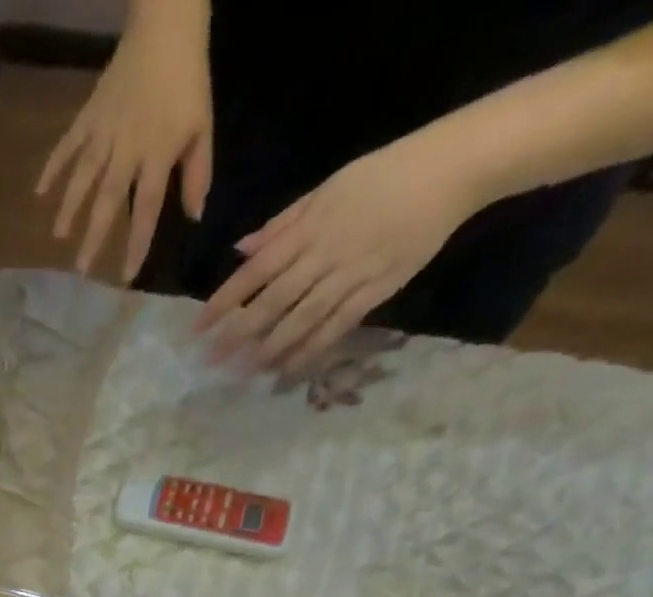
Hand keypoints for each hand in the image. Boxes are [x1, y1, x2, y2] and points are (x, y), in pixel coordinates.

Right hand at [37, 0, 213, 281]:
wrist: (166, 26)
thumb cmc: (188, 81)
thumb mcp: (203, 127)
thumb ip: (197, 174)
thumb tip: (193, 217)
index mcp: (157, 154)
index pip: (147, 208)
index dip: (136, 244)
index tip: (124, 276)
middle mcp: (127, 149)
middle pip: (108, 201)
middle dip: (94, 237)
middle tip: (80, 270)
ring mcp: (104, 133)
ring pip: (83, 177)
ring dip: (69, 208)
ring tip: (57, 237)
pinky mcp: (89, 116)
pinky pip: (67, 145)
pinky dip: (52, 167)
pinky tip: (38, 192)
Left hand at [194, 135, 484, 375]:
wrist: (453, 168)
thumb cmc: (385, 174)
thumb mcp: (328, 189)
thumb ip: (282, 224)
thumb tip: (241, 251)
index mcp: (309, 227)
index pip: (255, 271)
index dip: (224, 302)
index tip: (198, 328)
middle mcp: (325, 254)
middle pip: (272, 302)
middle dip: (237, 335)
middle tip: (211, 362)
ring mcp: (352, 274)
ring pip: (301, 320)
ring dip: (269, 350)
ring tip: (243, 372)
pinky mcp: (378, 289)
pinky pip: (337, 327)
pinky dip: (310, 350)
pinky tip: (287, 370)